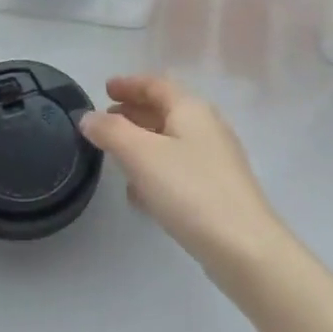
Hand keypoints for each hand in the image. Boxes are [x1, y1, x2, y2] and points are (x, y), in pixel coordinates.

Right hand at [79, 75, 290, 282]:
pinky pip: (179, 168)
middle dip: (134, 111)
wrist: (244, 248)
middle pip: (165, 110)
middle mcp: (207, 127)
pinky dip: (156, 168)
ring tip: (116, 153)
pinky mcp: (218, 191)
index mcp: (191, 109)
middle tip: (106, 119)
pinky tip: (140, 191)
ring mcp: (216, 160)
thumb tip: (88, 117)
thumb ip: (110, 131)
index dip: (129, 83)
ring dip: (143, 141)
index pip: (156, 84)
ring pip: (172, 140)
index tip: (104, 88)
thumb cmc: (190, 190)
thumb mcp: (141, 154)